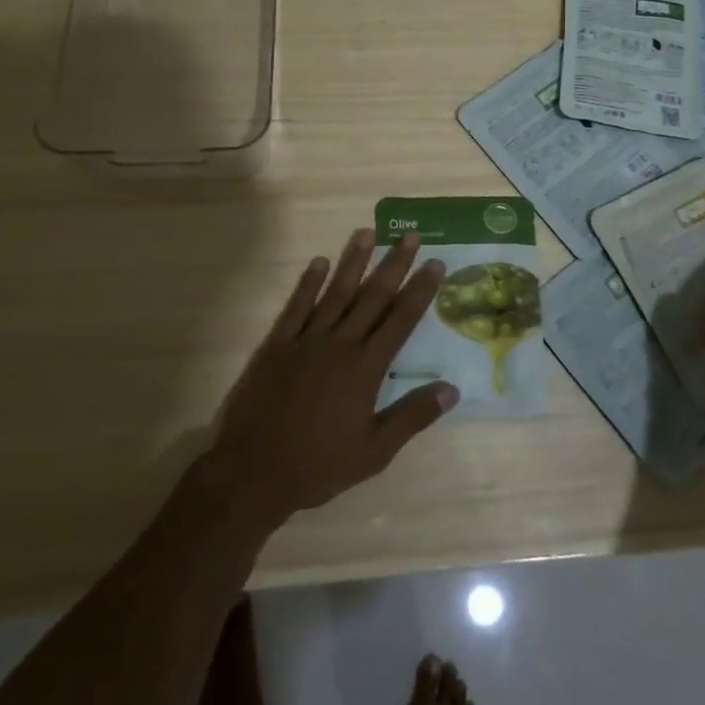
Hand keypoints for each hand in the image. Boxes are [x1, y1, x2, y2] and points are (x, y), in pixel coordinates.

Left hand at [209, 230, 456, 527]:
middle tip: (411, 236)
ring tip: (367, 232)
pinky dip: (308, 283)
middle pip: (373, 296)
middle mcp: (339, 344)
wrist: (253, 472)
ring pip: (335, 292)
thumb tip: (451, 389)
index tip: (436, 264)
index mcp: (365, 367)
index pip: (401, 319)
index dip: (420, 290)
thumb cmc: (318, 465)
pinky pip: (296, 306)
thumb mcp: (374, 451)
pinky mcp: (277, 345)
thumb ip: (412, 416)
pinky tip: (318, 262)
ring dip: (353, 261)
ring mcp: (306, 340)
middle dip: (395, 264)